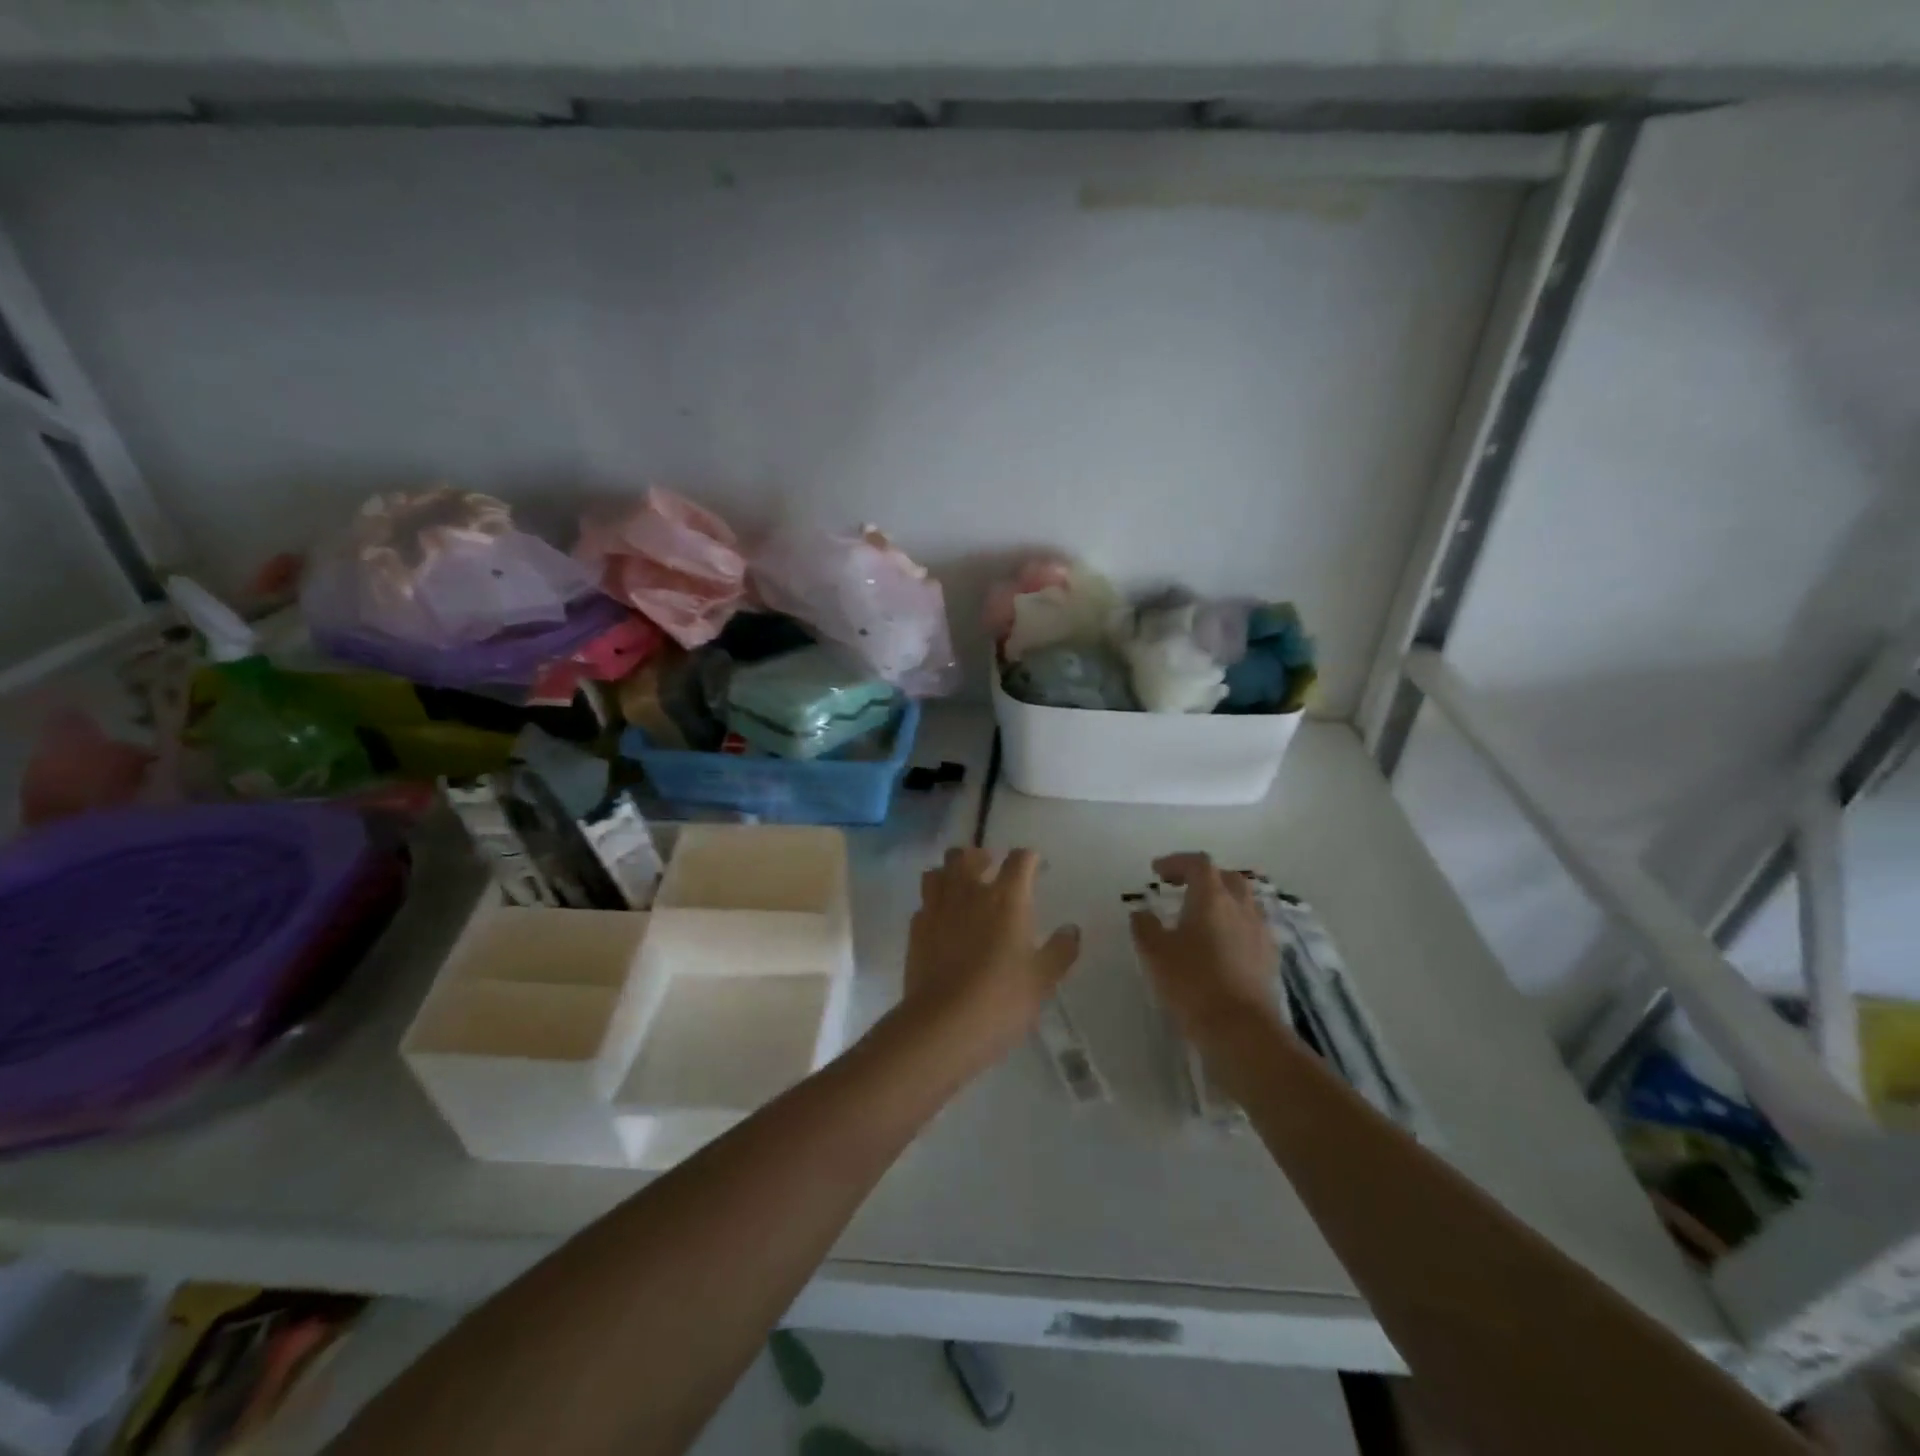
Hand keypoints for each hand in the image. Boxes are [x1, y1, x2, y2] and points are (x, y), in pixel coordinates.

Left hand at [904, 847, 1080, 1061]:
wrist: (943, 1024)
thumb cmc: (1001, 998)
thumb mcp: (1043, 979)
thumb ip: (1060, 950)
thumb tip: (1071, 929)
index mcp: (1006, 898)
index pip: (1020, 860)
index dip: (1029, 859)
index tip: (1036, 867)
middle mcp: (969, 892)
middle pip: (967, 854)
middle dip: (980, 856)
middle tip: (990, 870)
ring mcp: (937, 908)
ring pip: (938, 872)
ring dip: (951, 873)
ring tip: (961, 889)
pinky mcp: (916, 929)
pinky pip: (924, 903)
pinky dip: (934, 904)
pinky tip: (942, 921)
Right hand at [1129, 853, 1280, 1042]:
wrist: (1241, 1029)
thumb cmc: (1192, 982)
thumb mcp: (1155, 953)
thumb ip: (1145, 927)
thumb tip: (1142, 913)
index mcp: (1212, 897)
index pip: (1198, 863)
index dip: (1177, 862)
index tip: (1157, 872)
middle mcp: (1241, 907)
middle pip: (1227, 878)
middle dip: (1204, 878)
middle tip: (1182, 889)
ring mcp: (1260, 932)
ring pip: (1244, 903)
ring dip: (1223, 902)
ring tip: (1202, 918)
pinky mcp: (1270, 958)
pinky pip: (1252, 929)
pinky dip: (1235, 927)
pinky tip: (1222, 946)